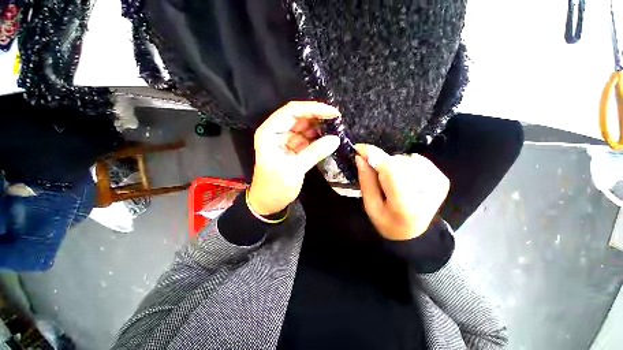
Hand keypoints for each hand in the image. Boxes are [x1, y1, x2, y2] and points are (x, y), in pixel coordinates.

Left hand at [247, 101, 340, 215]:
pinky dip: (317, 138)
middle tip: (337, 120)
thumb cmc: (275, 187)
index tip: (333, 113)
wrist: (268, 203)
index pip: (292, 111)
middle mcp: (276, 132)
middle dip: (318, 117)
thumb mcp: (294, 169)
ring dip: (319, 127)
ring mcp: (285, 140)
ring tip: (336, 128)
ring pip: (304, 127)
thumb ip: (314, 152)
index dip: (313, 109)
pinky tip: (329, 138)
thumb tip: (335, 139)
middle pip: (299, 117)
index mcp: (270, 132)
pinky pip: (307, 139)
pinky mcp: (292, 149)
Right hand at [354, 144, 449, 240]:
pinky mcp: (441, 179)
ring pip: (406, 159)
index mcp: (405, 203)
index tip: (359, 149)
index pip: (389, 169)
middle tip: (376, 175)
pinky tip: (404, 178)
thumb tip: (361, 158)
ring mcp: (437, 184)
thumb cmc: (387, 222)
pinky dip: (406, 165)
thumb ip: (366, 181)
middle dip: (381, 163)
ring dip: (393, 165)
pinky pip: (417, 160)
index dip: (373, 155)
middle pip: (397, 162)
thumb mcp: (370, 206)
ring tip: (391, 181)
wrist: (413, 233)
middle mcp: (426, 191)